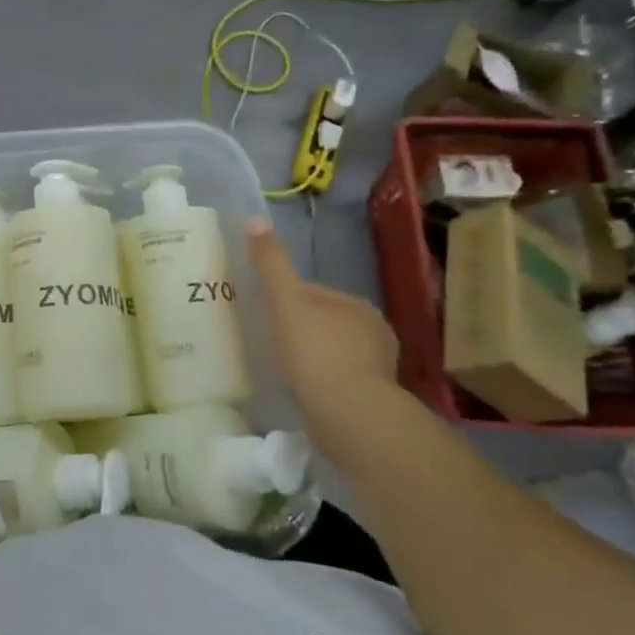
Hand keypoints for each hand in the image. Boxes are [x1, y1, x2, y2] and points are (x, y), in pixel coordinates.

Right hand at [246, 219, 398, 402]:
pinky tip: (302, 395)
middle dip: (301, 331)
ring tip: (283, 372)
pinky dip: (321, 385)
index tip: (264, 315)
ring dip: (311, 361)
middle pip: (324, 324)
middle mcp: (375, 332)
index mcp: (357, 305)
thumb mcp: (286, 301)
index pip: (314, 294)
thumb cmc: (316, 352)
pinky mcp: (374, 401)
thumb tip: (255, 218)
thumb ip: (271, 263)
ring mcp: (378, 369)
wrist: (350, 416)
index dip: (285, 301)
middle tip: (268, 345)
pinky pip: (338, 383)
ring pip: (333, 355)